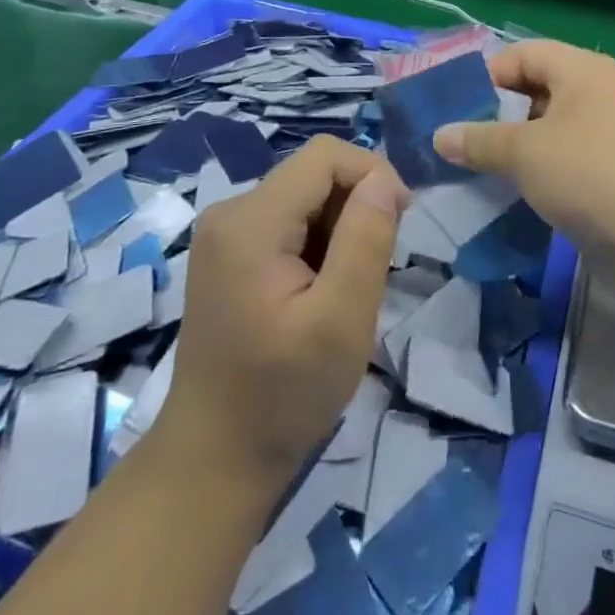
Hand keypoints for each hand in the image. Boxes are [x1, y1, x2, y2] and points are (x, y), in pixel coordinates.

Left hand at [159, 137, 408, 491]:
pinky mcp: (229, 254)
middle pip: (314, 174)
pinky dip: (318, 244)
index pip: (325, 155)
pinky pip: (288, 222)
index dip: (373, 175)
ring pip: (305, 197)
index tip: (399, 225)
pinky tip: (320, 292)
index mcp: (250, 221)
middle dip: (356, 208)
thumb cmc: (283, 395)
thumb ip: (367, 238)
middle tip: (373, 271)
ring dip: (340, 229)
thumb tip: (384, 179)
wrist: (215, 459)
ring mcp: (225, 234)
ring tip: (345, 288)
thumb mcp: (342, 319)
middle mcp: (230, 212)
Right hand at [432, 41, 614, 265]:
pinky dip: (537, 171)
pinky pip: (564, 159)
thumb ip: (479, 140)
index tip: (454, 110)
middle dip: (496, 115)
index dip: (486, 76)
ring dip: (514, 147)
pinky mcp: (612, 171)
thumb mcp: (524, 153)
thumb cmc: (590, 175)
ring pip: (548, 129)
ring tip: (477, 171)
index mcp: (581, 69)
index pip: (523, 54)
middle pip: (535, 90)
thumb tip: (440, 135)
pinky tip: (511, 194)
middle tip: (460, 143)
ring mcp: (609, 133)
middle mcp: (597, 92)